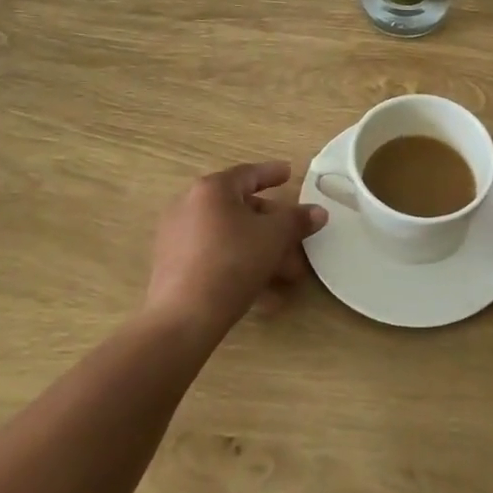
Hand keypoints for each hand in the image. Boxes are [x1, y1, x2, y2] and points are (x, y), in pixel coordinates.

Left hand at [145, 162, 326, 335]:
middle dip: (273, 228)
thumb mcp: (273, 238)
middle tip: (296, 241)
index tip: (289, 173)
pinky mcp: (173, 267)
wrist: (182, 319)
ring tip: (288, 276)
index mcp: (212, 189)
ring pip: (230, 237)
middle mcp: (190, 206)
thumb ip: (297, 220)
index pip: (248, 174)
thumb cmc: (231, 263)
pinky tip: (265, 295)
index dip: (272, 173)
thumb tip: (319, 212)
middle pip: (241, 209)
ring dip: (262, 252)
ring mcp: (178, 237)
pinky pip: (215, 257)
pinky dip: (240, 267)